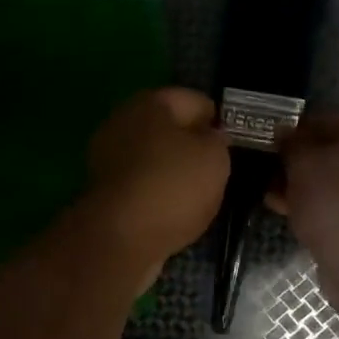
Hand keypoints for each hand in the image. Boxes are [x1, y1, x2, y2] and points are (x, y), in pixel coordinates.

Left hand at [83, 88, 230, 270]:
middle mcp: (122, 122)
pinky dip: (158, 194)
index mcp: (149, 103)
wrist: (121, 239)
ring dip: (175, 172)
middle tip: (219, 169)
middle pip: (169, 129)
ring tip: (202, 194)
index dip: (218, 119)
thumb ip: (217, 140)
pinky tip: (176, 211)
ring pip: (154, 158)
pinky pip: (142, 184)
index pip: (194, 100)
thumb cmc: (172, 186)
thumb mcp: (214, 157)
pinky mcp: (103, 192)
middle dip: (193, 146)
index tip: (234, 143)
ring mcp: (107, 158)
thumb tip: (210, 137)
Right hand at [270, 110, 338, 254]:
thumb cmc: (336, 196)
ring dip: (305, 185)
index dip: (299, 128)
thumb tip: (283, 132)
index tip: (273, 141)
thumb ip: (291, 142)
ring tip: (272, 194)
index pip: (334, 117)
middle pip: (338, 151)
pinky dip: (319, 205)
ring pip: (338, 179)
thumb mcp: (302, 161)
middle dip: (301, 161)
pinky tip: (288, 211)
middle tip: (270, 169)